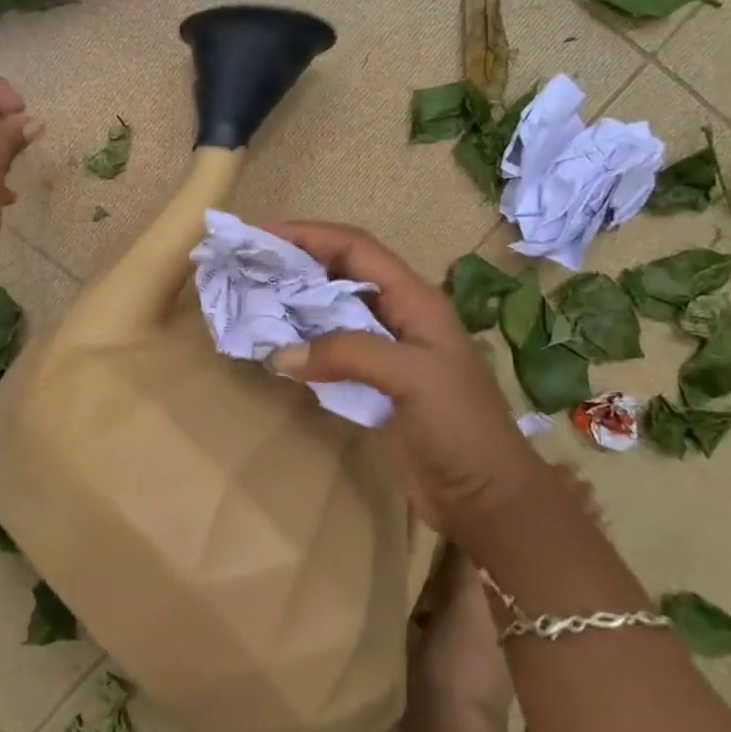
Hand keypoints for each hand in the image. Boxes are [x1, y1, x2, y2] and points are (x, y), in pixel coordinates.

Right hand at [263, 221, 541, 535]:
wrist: (483, 497)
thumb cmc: (458, 426)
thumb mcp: (411, 377)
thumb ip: (347, 353)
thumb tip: (279, 355)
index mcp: (414, 299)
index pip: (355, 248)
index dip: (309, 234)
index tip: (261, 234)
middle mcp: (396, 315)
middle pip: (338, 273)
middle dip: (294, 263)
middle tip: (247, 263)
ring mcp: (383, 350)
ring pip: (330, 311)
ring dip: (293, 302)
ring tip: (250, 297)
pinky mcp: (370, 383)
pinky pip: (327, 350)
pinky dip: (300, 343)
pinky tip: (273, 345)